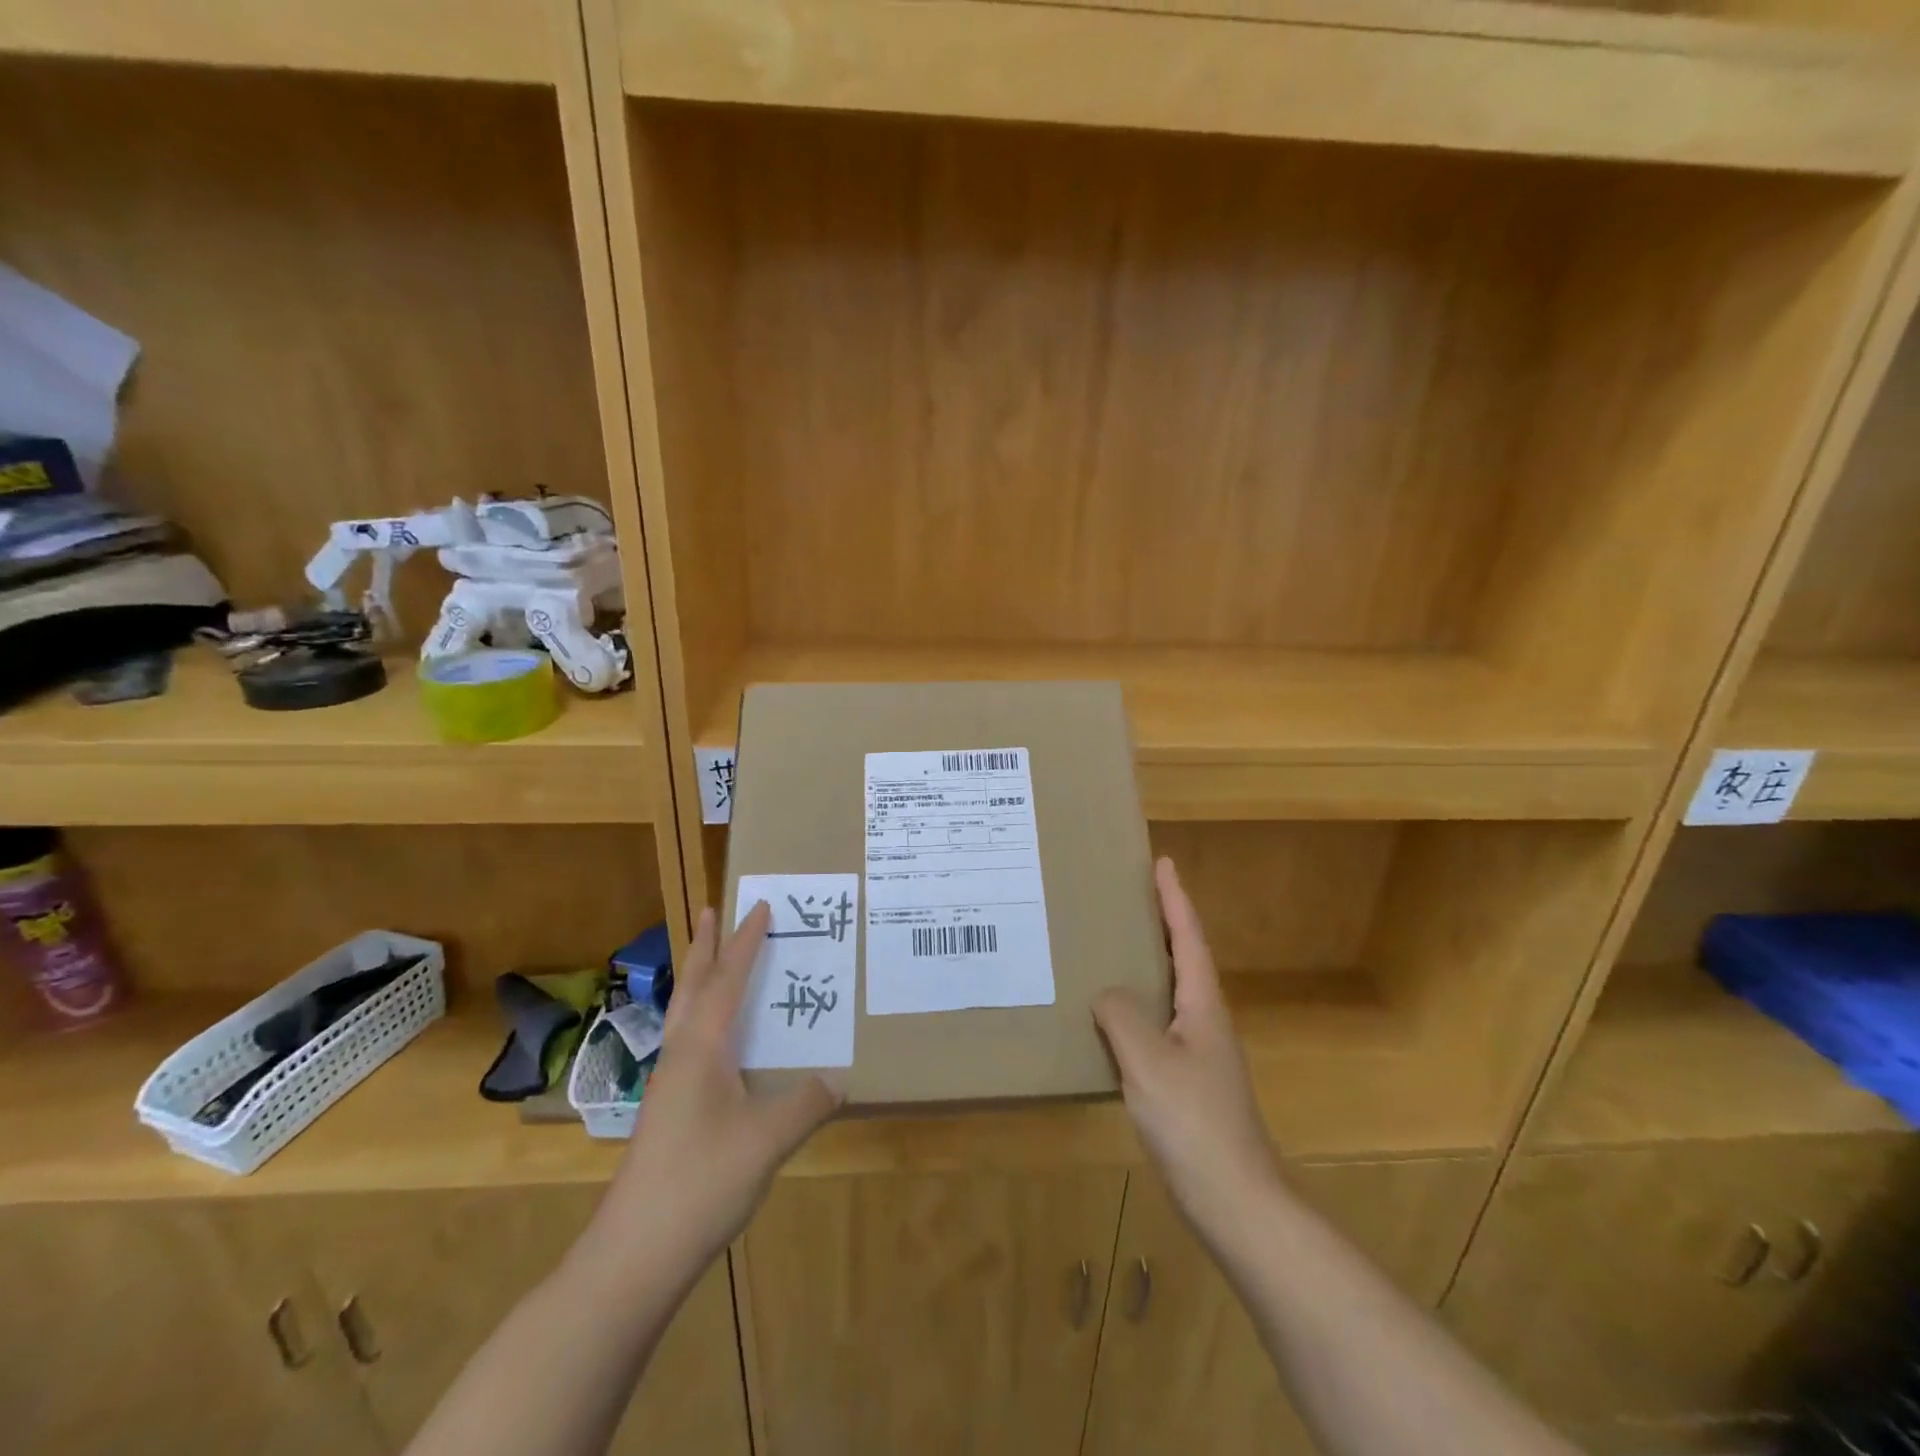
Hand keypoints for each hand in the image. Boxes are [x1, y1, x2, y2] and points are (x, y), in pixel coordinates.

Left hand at [594, 903, 841, 1274]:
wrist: (634, 1254)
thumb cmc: (701, 1183)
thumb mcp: (767, 1141)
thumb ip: (806, 1104)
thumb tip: (838, 1078)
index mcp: (702, 1049)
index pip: (727, 981)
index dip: (745, 943)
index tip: (760, 906)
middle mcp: (681, 1056)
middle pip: (692, 987)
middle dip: (705, 946)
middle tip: (711, 910)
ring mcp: (669, 1085)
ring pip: (683, 1014)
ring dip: (698, 978)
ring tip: (710, 959)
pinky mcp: (667, 1111)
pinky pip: (687, 1042)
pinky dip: (702, 1017)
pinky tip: (716, 1040)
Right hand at [1094, 858, 1281, 1246]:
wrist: (1236, 1201)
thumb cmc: (1194, 1122)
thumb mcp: (1148, 1061)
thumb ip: (1121, 1016)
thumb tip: (1106, 993)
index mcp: (1202, 1004)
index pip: (1186, 937)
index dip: (1174, 899)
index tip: (1163, 862)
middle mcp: (1205, 1019)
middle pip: (1183, 956)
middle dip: (1162, 921)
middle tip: (1131, 894)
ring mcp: (1200, 1051)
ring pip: (1171, 990)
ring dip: (1149, 960)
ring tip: (1115, 943)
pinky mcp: (1188, 1080)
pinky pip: (1159, 1023)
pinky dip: (1138, 1003)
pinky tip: (1113, 1016)